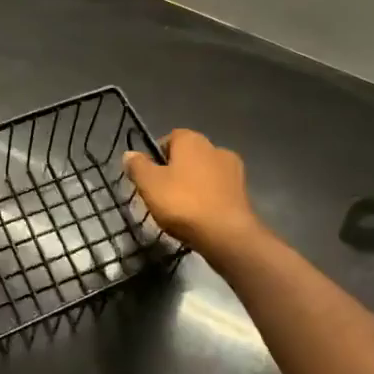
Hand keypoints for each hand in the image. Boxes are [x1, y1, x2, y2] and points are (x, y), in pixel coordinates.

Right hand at [123, 128, 264, 257]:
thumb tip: (130, 154)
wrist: (227, 234)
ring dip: (193, 185)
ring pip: (204, 173)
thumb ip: (137, 166)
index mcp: (192, 139)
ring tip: (181, 210)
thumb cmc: (183, 202)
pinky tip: (200, 217)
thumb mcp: (149, 184)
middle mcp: (215, 147)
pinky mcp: (243, 192)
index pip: (169, 138)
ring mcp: (233, 170)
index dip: (156, 156)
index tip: (148, 178)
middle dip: (175, 172)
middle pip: (187, 156)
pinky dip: (208, 199)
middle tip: (162, 195)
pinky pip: (218, 190)